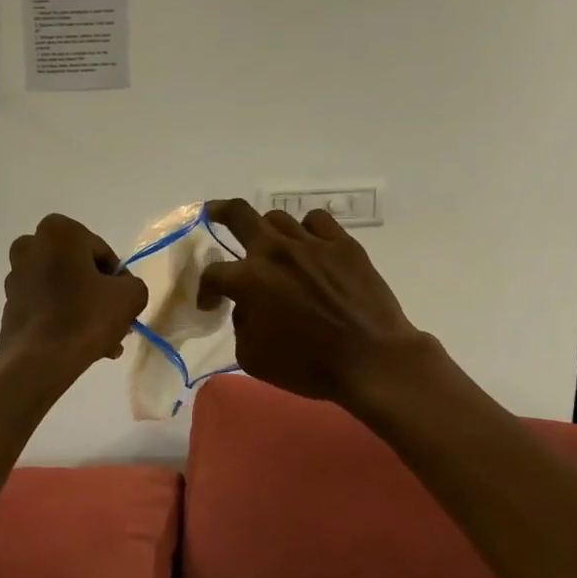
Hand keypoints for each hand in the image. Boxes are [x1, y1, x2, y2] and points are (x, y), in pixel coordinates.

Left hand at [0, 214, 149, 377]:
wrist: (39, 360)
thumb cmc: (85, 317)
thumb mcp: (130, 295)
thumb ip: (132, 283)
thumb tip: (121, 289)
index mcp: (58, 231)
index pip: (101, 251)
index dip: (116, 278)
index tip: (122, 302)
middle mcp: (30, 245)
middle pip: (78, 269)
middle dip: (97, 294)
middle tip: (115, 322)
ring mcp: (16, 276)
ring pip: (62, 289)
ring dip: (82, 309)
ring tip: (102, 342)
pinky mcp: (9, 304)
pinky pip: (46, 306)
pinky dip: (62, 319)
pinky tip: (80, 344)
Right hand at [199, 199, 443, 406]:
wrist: (371, 360)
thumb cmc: (308, 365)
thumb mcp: (253, 357)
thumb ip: (241, 324)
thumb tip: (248, 307)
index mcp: (249, 280)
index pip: (213, 273)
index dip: (205, 290)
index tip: (210, 304)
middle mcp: (276, 251)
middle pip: (238, 215)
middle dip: (219, 212)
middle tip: (212, 213)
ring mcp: (312, 243)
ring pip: (278, 218)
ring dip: (267, 231)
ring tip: (270, 246)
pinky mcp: (344, 245)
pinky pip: (317, 221)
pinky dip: (306, 230)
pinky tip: (308, 246)